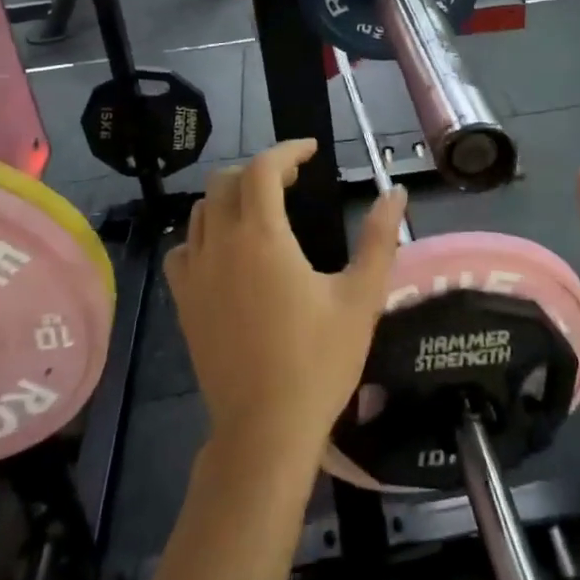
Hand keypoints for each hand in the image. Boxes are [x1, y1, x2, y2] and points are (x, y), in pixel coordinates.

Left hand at [166, 139, 407, 465]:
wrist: (266, 429)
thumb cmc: (319, 361)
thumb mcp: (361, 298)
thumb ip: (379, 239)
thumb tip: (395, 192)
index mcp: (263, 237)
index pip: (263, 168)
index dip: (287, 150)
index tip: (311, 151)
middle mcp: (221, 244)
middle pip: (226, 181)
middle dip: (259, 170)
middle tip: (292, 180)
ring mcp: (195, 274)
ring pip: (201, 211)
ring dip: (231, 197)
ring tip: (262, 210)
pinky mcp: (183, 302)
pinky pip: (184, 249)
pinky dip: (203, 235)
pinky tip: (226, 252)